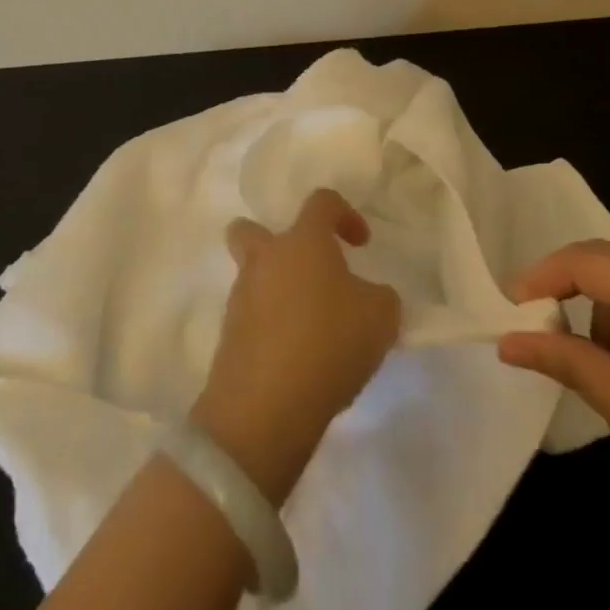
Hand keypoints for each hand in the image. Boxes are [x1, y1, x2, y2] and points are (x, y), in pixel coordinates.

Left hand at [192, 188, 401, 506]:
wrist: (265, 407)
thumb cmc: (330, 342)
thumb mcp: (381, 317)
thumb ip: (380, 297)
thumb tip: (369, 297)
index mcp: (303, 241)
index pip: (321, 202)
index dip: (345, 214)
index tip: (361, 244)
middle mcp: (265, 260)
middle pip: (251, 230)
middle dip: (276, 243)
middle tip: (308, 271)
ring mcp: (241, 299)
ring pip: (252, 277)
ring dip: (277, 291)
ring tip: (312, 327)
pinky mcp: (228, 339)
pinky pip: (251, 319)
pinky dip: (271, 328)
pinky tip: (297, 357)